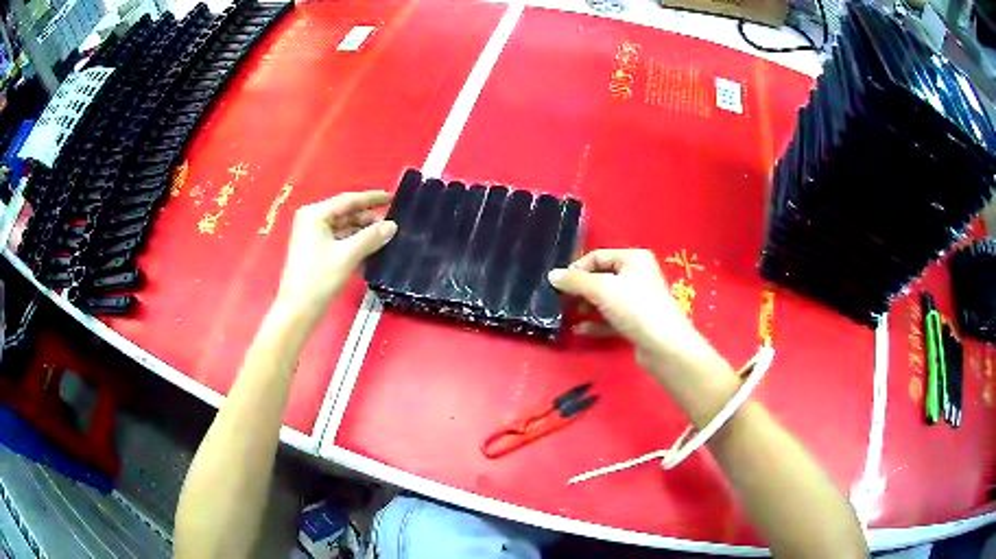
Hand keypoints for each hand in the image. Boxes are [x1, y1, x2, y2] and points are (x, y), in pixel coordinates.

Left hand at [275, 191, 396, 315]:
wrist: (298, 310)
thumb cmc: (319, 278)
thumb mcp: (348, 256)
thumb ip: (371, 237)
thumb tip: (393, 225)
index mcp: (315, 214)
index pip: (348, 200)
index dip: (372, 199)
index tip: (393, 197)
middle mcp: (312, 220)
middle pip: (346, 213)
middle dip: (368, 219)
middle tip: (392, 224)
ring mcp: (312, 235)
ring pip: (343, 228)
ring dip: (362, 232)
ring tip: (386, 236)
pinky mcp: (315, 250)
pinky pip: (338, 240)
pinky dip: (354, 243)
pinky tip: (371, 249)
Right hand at [547, 249, 701, 364]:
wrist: (664, 346)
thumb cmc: (635, 308)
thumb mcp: (601, 289)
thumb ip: (575, 281)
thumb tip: (552, 275)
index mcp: (633, 258)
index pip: (597, 256)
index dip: (576, 269)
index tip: (558, 285)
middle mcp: (637, 275)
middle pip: (601, 277)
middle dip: (579, 289)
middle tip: (559, 301)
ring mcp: (638, 300)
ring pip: (605, 299)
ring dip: (585, 306)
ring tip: (566, 316)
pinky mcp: (637, 322)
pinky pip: (611, 318)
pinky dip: (596, 322)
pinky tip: (580, 330)